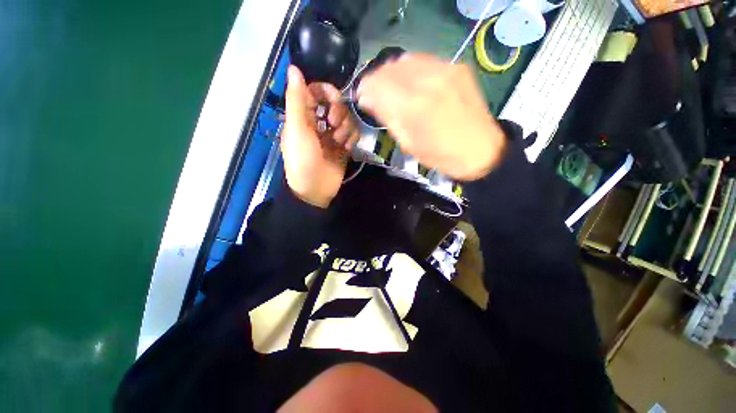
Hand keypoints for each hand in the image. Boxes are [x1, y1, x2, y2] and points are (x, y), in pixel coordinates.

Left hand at [281, 66, 359, 207]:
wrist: (315, 189)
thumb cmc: (302, 159)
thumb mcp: (297, 129)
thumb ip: (297, 99)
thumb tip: (294, 68)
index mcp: (303, 116)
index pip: (315, 91)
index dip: (326, 91)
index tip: (334, 99)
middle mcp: (319, 123)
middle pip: (335, 104)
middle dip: (338, 112)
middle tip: (333, 125)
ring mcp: (332, 136)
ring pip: (346, 119)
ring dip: (345, 128)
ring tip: (339, 143)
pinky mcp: (344, 147)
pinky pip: (353, 134)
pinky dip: (352, 139)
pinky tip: (346, 149)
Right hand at [357, 54, 506, 180]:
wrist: (480, 150)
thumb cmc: (440, 155)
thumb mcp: (407, 144)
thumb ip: (387, 118)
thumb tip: (368, 99)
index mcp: (414, 107)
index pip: (378, 85)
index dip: (365, 89)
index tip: (362, 97)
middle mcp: (428, 81)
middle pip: (389, 68)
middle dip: (376, 79)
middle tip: (374, 93)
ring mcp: (445, 70)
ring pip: (405, 60)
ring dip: (392, 73)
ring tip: (391, 88)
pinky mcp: (456, 67)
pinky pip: (423, 60)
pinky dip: (410, 69)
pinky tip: (410, 82)